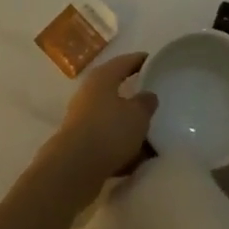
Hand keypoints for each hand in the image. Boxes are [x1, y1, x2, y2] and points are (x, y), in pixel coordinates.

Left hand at [45, 53, 157, 187]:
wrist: (74, 168)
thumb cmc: (109, 131)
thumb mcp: (138, 115)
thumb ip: (146, 102)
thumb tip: (147, 95)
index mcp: (102, 78)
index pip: (124, 62)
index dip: (140, 60)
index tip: (154, 61)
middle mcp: (89, 94)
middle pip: (115, 89)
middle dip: (134, 96)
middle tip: (153, 99)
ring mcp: (82, 119)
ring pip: (111, 117)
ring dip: (128, 125)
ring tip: (150, 134)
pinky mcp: (80, 143)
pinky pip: (107, 140)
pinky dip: (121, 145)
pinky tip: (137, 159)